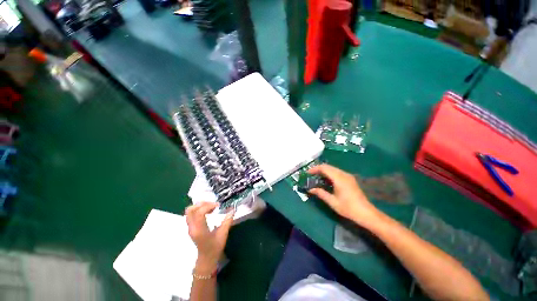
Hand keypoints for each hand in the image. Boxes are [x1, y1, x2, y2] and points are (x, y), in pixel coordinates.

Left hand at [186, 202, 233, 273]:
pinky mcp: (191, 226)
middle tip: (213, 204)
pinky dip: (199, 209)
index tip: (218, 206)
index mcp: (199, 230)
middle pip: (190, 210)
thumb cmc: (215, 247)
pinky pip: (191, 214)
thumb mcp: (223, 235)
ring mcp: (190, 227)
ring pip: (189, 211)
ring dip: (200, 206)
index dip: (208, 206)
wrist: (206, 258)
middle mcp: (192, 228)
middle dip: (202, 204)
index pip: (199, 213)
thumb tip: (233, 210)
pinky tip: (208, 211)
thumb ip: (227, 221)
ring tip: (211, 207)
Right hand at [308, 164, 380, 226]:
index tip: (307, 173)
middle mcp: (343, 174)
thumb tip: (310, 189)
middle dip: (318, 169)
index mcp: (339, 178)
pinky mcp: (350, 179)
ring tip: (316, 177)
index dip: (314, 169)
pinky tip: (326, 180)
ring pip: (333, 168)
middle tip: (310, 175)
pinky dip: (329, 173)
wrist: (366, 213)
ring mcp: (348, 176)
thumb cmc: (348, 208)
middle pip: (328, 166)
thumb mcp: (332, 201)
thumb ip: (320, 193)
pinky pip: (337, 172)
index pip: (324, 168)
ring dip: (324, 171)